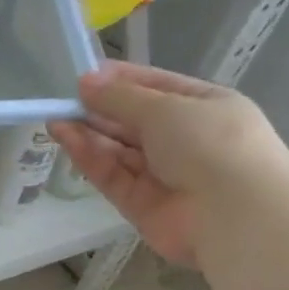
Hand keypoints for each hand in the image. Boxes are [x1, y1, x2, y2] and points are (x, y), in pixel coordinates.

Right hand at [49, 62, 283, 262]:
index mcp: (203, 107)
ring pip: (119, 151)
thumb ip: (120, 98)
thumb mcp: (165, 108)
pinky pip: (113, 177)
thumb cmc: (209, 142)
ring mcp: (162, 176)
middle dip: (100, 110)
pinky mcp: (141, 206)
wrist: (232, 213)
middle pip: (133, 122)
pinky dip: (91, 159)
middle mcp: (183, 141)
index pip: (156, 88)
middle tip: (64, 100)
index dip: (122, 81)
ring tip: (55, 119)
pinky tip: (67, 140)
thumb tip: (85, 81)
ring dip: (89, 134)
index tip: (87, 76)